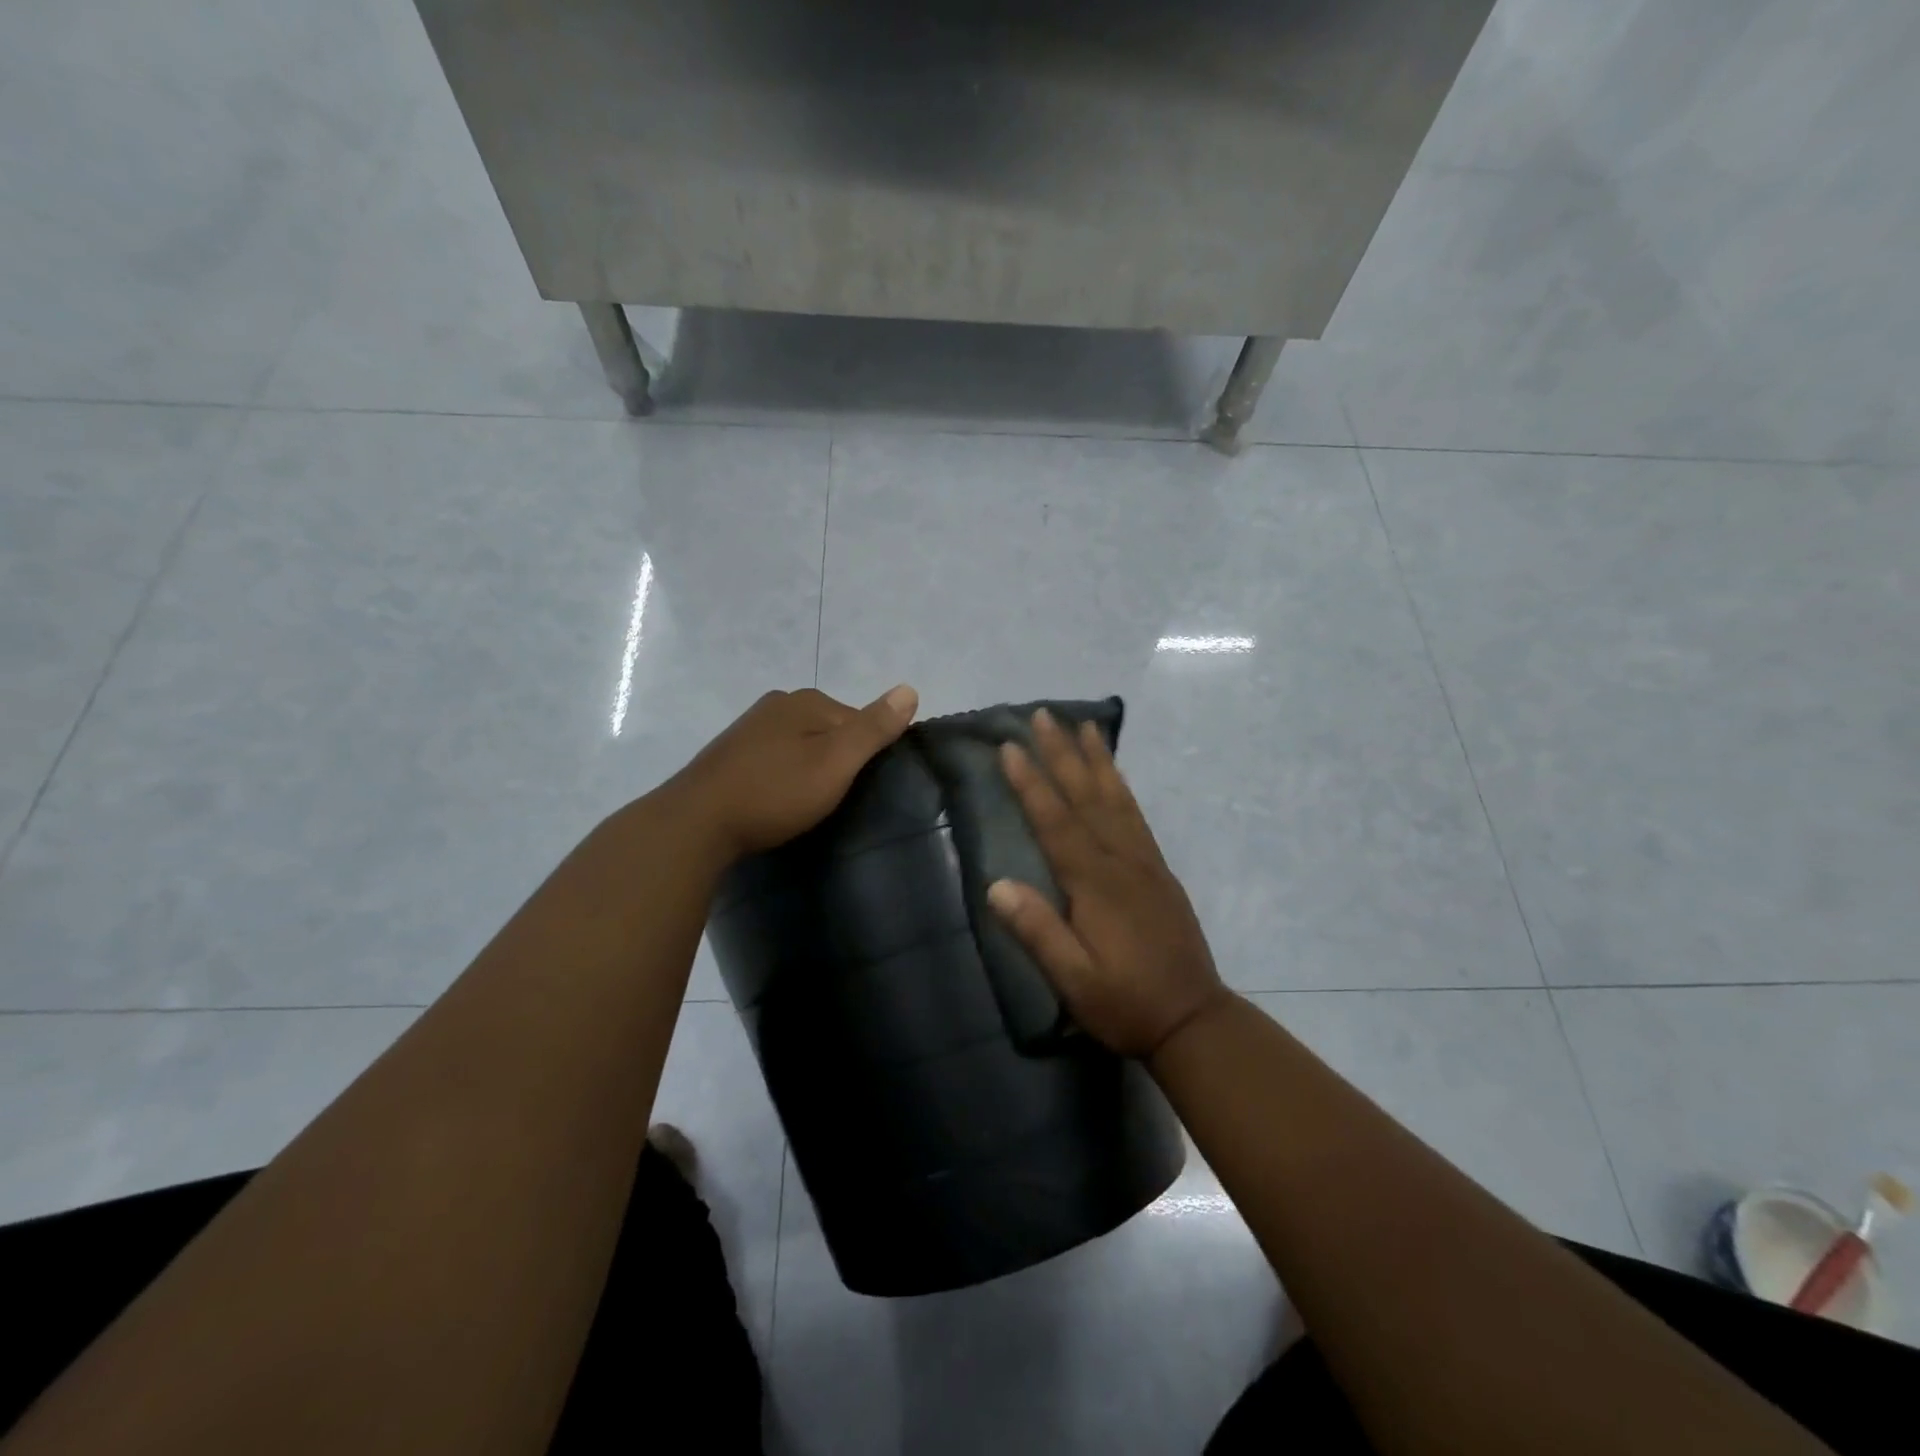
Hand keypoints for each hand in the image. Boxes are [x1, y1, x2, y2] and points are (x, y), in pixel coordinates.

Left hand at [667, 685, 917, 860]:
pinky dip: (783, 776)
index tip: (863, 789)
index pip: (858, 720)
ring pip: (800, 745)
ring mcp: (749, 728)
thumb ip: (873, 728)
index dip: (866, 755)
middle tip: (836, 800)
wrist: (696, 824)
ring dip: (809, 769)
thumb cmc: (774, 792)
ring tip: (808, 805)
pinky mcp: (730, 754)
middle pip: (828, 731)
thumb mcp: (835, 762)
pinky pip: (774, 759)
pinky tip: (778, 800)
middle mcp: (777, 704)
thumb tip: (910, 689)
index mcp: (805, 700)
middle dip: (837, 760)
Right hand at [986, 709, 1228, 1058]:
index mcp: (1095, 884)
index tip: (1009, 747)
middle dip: (1062, 753)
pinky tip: (1115, 774)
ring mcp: (1144, 862)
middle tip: (1044, 714)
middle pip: (1086, 796)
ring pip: (1116, 798)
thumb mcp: (1074, 981)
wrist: (1193, 1019)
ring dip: (1097, 759)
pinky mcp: (1159, 870)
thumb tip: (996, 885)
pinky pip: (1137, 815)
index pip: (1055, 822)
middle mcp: (1121, 861)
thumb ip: (1038, 932)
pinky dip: (1122, 786)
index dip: (1030, 783)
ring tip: (1084, 725)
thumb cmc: (1125, 1004)